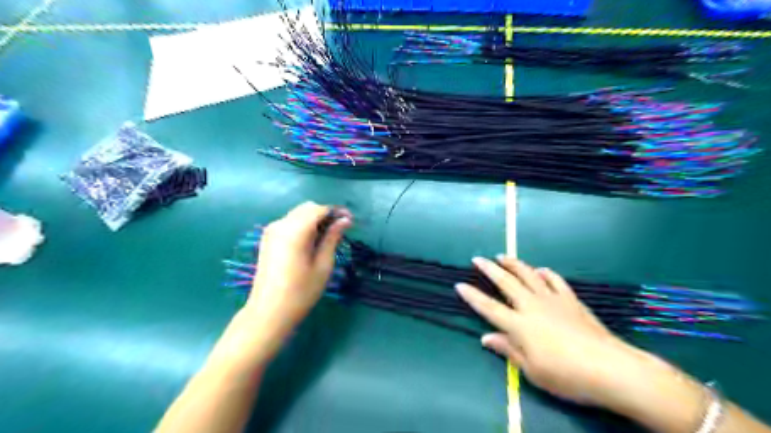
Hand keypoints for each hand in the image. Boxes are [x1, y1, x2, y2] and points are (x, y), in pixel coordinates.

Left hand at [244, 202, 351, 346]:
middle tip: (341, 229)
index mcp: (295, 230)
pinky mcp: (267, 239)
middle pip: (307, 208)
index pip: (319, 209)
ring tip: (328, 236)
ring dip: (314, 219)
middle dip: (326, 214)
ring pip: (298, 214)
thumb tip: (345, 220)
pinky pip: (289, 223)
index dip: (337, 212)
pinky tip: (311, 241)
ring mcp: (271, 231)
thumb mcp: (323, 265)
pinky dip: (303, 225)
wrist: (269, 312)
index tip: (351, 222)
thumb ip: (333, 238)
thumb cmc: (301, 291)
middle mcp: (281, 224)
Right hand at [457, 255, 702, 417]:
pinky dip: (545, 273)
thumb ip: (508, 350)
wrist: (611, 368)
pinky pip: (555, 280)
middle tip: (477, 258)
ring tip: (503, 256)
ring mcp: (552, 300)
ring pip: (528, 275)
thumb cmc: (567, 375)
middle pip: (506, 282)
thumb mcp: (533, 371)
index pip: (489, 307)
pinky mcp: (570, 300)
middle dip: (489, 269)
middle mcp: (532, 306)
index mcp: (519, 325)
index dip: (472, 296)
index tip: (459, 285)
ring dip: (514, 264)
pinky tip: (540, 270)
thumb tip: (485, 338)